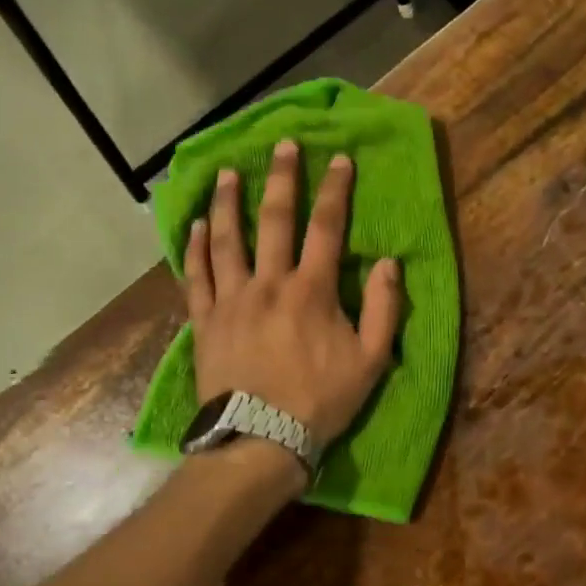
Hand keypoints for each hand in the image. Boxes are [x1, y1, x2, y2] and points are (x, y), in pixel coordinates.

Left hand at [184, 139, 400, 444]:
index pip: (326, 228)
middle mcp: (269, 283)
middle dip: (282, 178)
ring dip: (228, 202)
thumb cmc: (320, 401)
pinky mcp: (205, 320)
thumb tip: (389, 263)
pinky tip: (196, 225)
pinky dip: (197, 247)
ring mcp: (232, 299)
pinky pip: (197, 275)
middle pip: (274, 220)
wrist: (259, 440)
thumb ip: (384, 308)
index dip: (335, 190)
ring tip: (227, 172)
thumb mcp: (371, 361)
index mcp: (312, 291)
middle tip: (283, 145)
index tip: (339, 160)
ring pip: (227, 239)